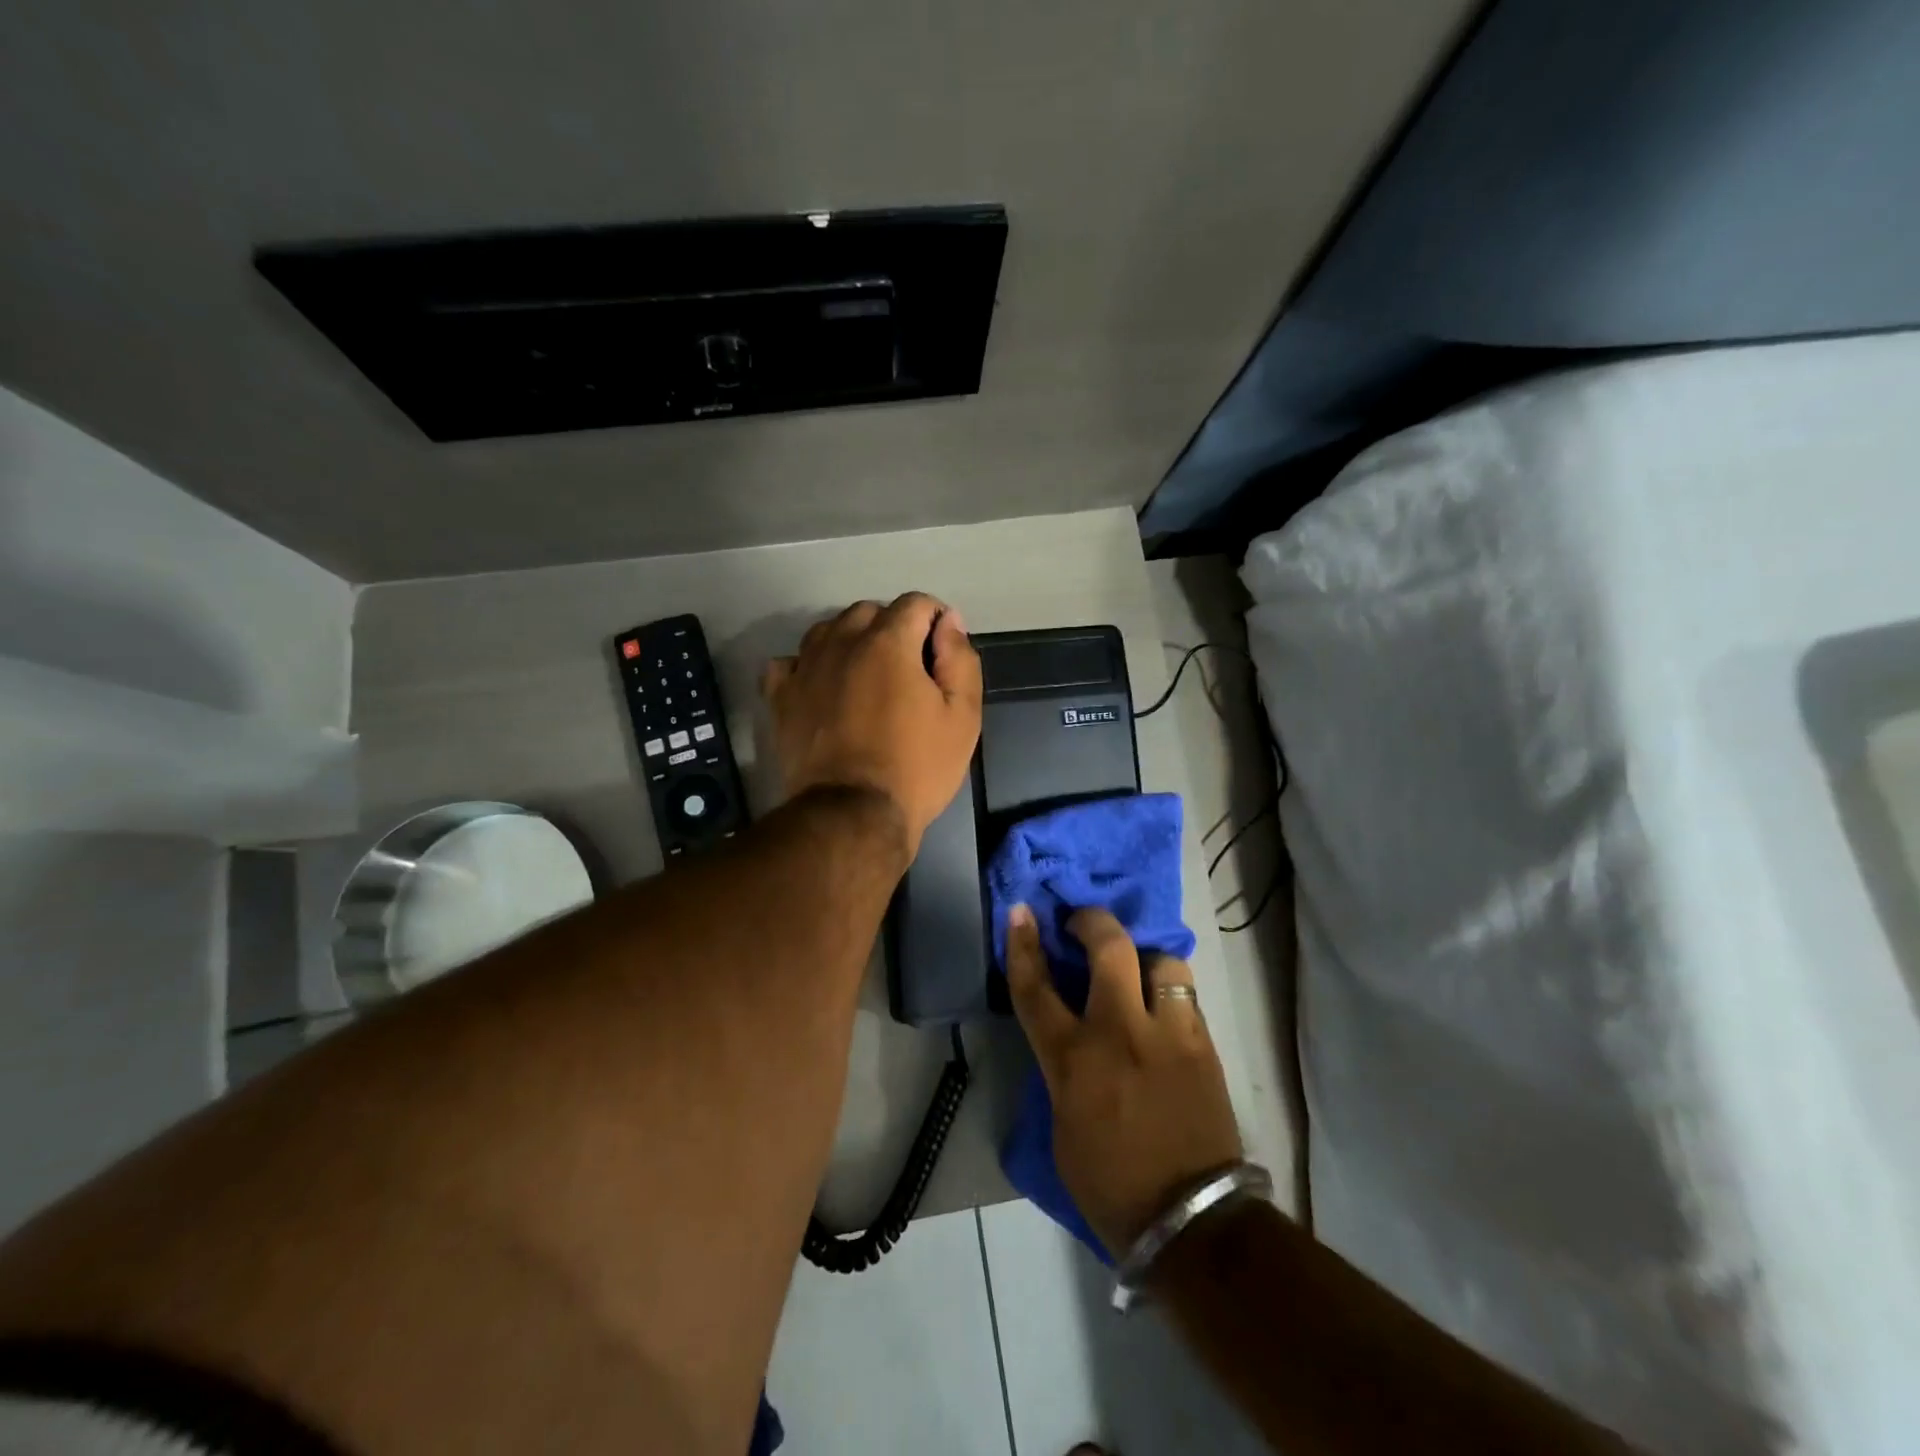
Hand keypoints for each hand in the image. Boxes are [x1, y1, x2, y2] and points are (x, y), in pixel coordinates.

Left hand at [761, 593, 982, 856]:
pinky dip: (808, 666)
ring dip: (851, 642)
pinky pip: (791, 662)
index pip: (916, 604)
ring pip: (828, 631)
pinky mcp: (780, 697)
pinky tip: (821, 687)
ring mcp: (805, 667)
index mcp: (888, 641)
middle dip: (893, 628)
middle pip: (869, 612)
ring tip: (866, 677)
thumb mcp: (962, 716)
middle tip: (909, 670)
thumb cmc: (917, 767)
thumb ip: (960, 659)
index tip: (942, 653)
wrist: (852, 815)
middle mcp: (841, 641)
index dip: (936, 621)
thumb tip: (948, 621)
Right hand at [1005, 905, 1241, 1254]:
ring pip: (1161, 960)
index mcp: (1073, 1060)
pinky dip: (1168, 990)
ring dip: (1144, 957)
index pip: (1036, 987)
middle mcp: (1120, 1032)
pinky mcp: (1204, 1044)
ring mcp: (1169, 1034)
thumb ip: (1063, 1068)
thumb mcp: (1062, 1123)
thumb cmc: (1110, 1183)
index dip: (1023, 943)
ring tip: (1137, 971)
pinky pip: (1185, 994)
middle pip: (1109, 947)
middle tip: (1083, 923)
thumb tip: (1071, 1035)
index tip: (1020, 911)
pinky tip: (1162, 1006)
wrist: (1191, 1222)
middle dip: (1092, 921)